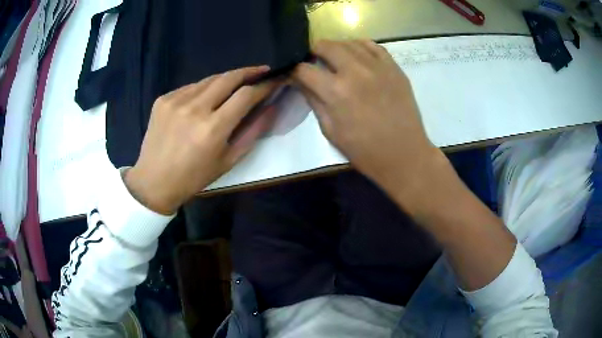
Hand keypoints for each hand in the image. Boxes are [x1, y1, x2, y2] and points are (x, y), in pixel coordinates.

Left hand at [125, 66, 278, 213]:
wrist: (154, 181)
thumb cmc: (194, 177)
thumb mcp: (228, 160)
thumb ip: (253, 132)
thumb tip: (271, 106)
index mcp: (213, 128)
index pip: (246, 95)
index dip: (264, 85)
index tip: (275, 79)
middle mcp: (194, 108)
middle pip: (228, 78)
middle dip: (249, 71)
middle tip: (261, 71)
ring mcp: (176, 101)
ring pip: (209, 80)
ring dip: (226, 80)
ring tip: (235, 85)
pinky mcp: (163, 99)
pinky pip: (191, 87)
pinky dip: (203, 89)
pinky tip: (205, 99)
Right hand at [292, 40, 443, 198]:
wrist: (404, 153)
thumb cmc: (364, 150)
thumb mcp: (330, 131)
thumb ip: (314, 102)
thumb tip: (301, 82)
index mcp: (336, 92)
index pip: (304, 69)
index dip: (295, 71)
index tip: (296, 76)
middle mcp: (355, 71)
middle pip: (325, 45)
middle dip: (314, 52)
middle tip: (316, 62)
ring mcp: (377, 66)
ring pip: (348, 42)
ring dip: (337, 48)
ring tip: (337, 60)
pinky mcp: (393, 66)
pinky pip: (372, 45)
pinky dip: (359, 47)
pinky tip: (357, 56)